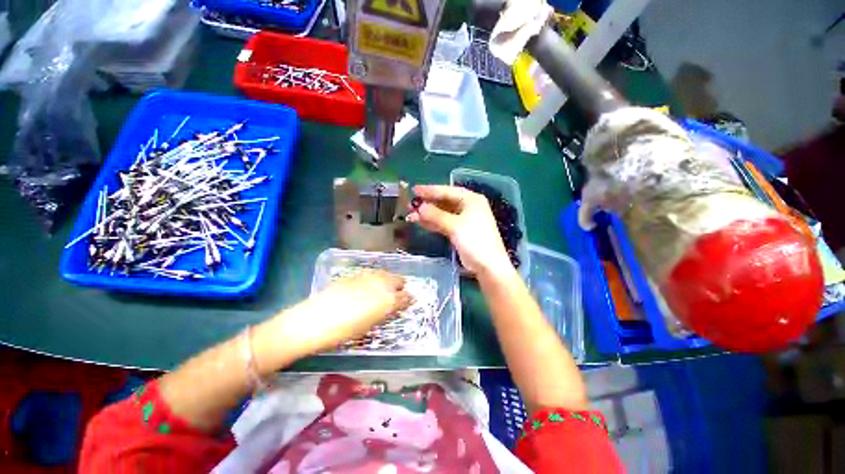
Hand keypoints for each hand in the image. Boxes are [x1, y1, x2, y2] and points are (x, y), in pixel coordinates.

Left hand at [259, 270, 412, 361]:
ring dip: (388, 281)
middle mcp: (382, 284)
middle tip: (395, 297)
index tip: (407, 303)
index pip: (405, 297)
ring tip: (382, 291)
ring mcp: (368, 276)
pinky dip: (375, 279)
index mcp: (387, 300)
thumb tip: (395, 306)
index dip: (408, 300)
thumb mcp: (369, 325)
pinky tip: (367, 287)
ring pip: (386, 274)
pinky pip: (372, 274)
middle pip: (399, 280)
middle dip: (400, 287)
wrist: (313, 321)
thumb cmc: (343, 331)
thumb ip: (386, 312)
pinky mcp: (355, 273)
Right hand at [407, 185, 511, 276]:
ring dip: (428, 214)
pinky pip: (443, 223)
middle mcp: (468, 207)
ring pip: (442, 213)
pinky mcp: (459, 231)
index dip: (430, 190)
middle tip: (410, 204)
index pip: (448, 191)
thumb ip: (436, 215)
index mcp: (471, 200)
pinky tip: (420, 222)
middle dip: (427, 203)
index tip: (414, 190)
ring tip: (411, 215)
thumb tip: (419, 207)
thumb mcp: (454, 225)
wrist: (488, 265)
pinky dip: (432, 223)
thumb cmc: (475, 240)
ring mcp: (464, 220)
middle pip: (444, 201)